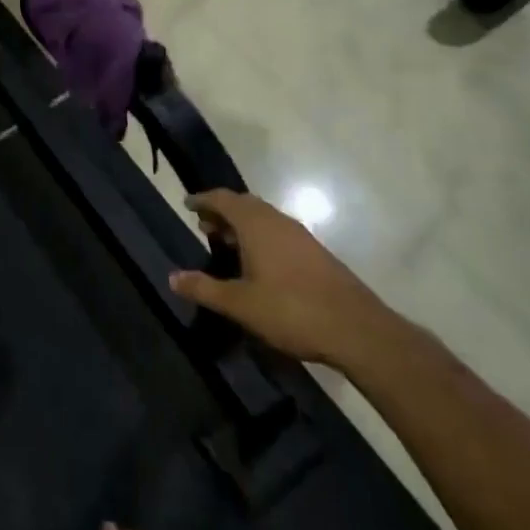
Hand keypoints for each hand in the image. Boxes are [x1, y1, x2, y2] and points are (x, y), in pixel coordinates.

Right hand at [168, 190, 398, 368]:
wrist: (358, 330)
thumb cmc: (291, 311)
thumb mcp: (241, 304)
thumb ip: (205, 289)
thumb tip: (172, 277)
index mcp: (256, 224)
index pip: (223, 198)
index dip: (203, 199)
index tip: (187, 204)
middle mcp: (278, 221)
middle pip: (244, 204)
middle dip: (222, 211)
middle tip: (204, 225)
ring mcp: (300, 236)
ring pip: (264, 218)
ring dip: (243, 225)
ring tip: (227, 243)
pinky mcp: (316, 253)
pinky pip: (279, 232)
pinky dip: (261, 236)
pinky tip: (259, 262)